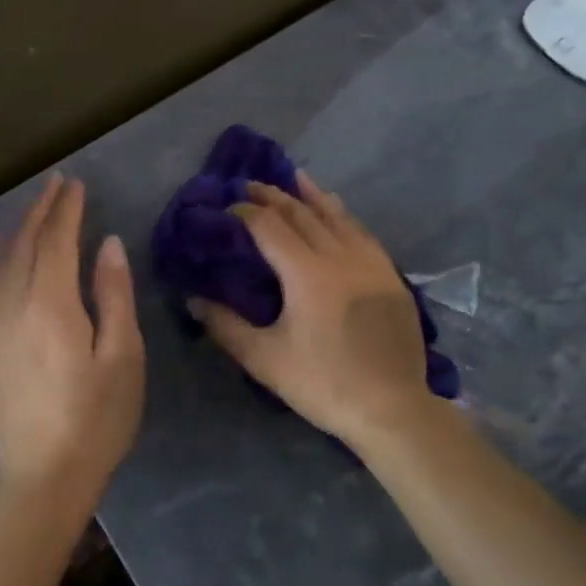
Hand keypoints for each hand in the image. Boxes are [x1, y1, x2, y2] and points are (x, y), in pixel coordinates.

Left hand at [0, 174, 145, 509]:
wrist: (43, 475)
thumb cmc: (96, 417)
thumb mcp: (122, 356)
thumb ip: (113, 294)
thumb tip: (107, 244)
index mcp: (51, 304)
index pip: (56, 241)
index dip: (66, 210)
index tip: (76, 184)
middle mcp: (13, 305)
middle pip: (25, 244)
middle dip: (41, 210)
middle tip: (56, 183)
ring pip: (0, 262)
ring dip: (18, 230)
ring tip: (34, 210)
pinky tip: (4, 257)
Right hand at [190, 173, 435, 450]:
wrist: (393, 408)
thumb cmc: (324, 383)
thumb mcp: (265, 359)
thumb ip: (226, 326)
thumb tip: (193, 299)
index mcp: (306, 272)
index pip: (268, 226)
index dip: (244, 212)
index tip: (225, 207)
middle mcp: (339, 255)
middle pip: (302, 213)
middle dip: (273, 196)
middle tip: (250, 184)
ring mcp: (369, 262)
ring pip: (336, 216)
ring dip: (311, 195)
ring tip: (294, 177)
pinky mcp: (389, 275)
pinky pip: (361, 232)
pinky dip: (343, 215)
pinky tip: (338, 211)